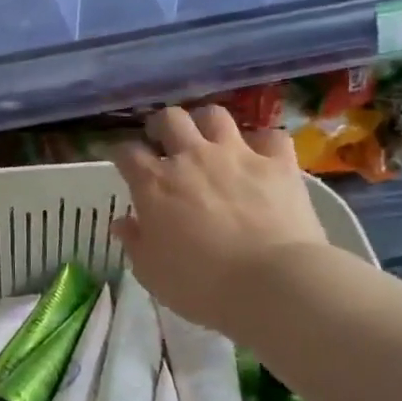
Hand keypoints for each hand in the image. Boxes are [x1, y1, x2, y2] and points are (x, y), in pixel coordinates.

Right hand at [111, 106, 327, 336]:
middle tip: (165, 143)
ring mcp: (237, 155)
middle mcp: (191, 158)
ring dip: (208, 125)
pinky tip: (261, 157)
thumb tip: (123, 223)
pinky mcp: (279, 164)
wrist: (272, 284)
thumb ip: (135, 242)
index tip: (125, 166)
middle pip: (169, 119)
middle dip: (162, 127)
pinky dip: (263, 144)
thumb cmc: (200, 284)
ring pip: (215, 116)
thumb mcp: (151, 271)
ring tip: (210, 142)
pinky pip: (270, 137)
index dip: (123, 156)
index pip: (126, 152)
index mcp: (153, 183)